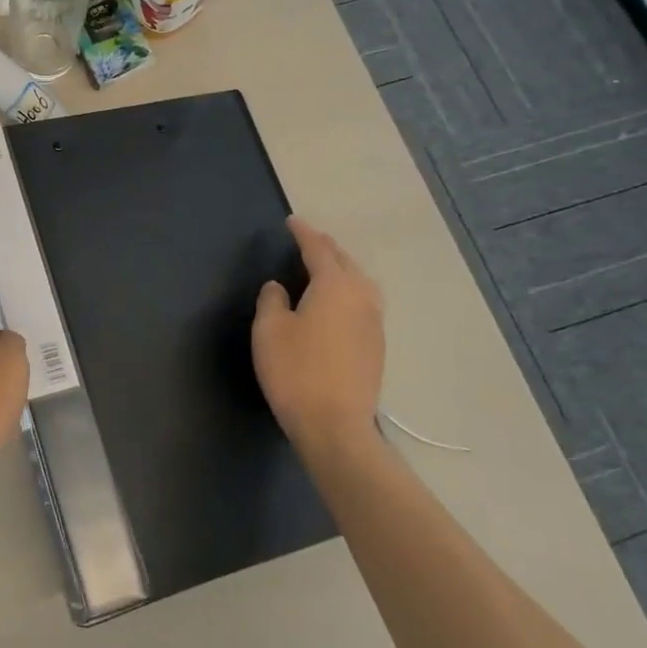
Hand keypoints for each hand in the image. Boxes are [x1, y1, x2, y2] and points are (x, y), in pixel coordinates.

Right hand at [252, 216, 385, 452]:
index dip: (303, 234)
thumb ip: (272, 300)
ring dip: (343, 269)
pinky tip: (338, 303)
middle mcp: (361, 298)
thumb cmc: (296, 371)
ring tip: (327, 267)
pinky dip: (350, 291)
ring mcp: (374, 323)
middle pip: (345, 262)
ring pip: (361, 283)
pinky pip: (365, 303)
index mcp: (334, 286)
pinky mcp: (376, 347)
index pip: (318, 249)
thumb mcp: (269, 330)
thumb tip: (279, 287)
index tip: (292, 222)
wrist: (335, 425)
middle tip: (309, 240)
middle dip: (326, 248)